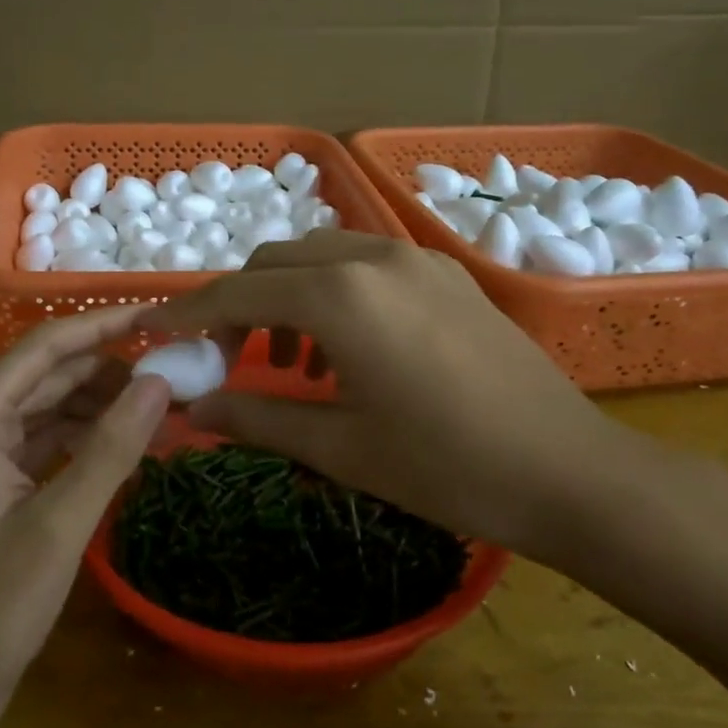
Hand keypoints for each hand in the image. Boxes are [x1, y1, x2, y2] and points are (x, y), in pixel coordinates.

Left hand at [0, 306, 170, 727]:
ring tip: (166, 407)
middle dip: (113, 368)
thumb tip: (160, 381)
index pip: (47, 346)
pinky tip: (133, 444)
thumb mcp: (57, 525)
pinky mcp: (0, 486)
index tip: (161, 317)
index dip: (105, 326)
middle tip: (178, 370)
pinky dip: (90, 439)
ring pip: (54, 407)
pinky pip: (51, 442)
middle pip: (52, 373)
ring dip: (105, 404)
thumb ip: (110, 448)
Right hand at [140, 232, 633, 566]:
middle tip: (232, 360)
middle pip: (275, 262)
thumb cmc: (444, 466)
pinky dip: (333, 293)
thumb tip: (191, 411)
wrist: (568, 471)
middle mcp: (372, 257)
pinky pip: (366, 265)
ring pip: (321, 256)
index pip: (237, 292)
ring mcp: (416, 259)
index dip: (191, 313)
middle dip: (240, 302)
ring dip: (288, 296)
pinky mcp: (447, 274)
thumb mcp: (338, 447)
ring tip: (293, 362)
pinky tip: (348, 350)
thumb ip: (255, 417)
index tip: (159, 332)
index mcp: (338, 295)